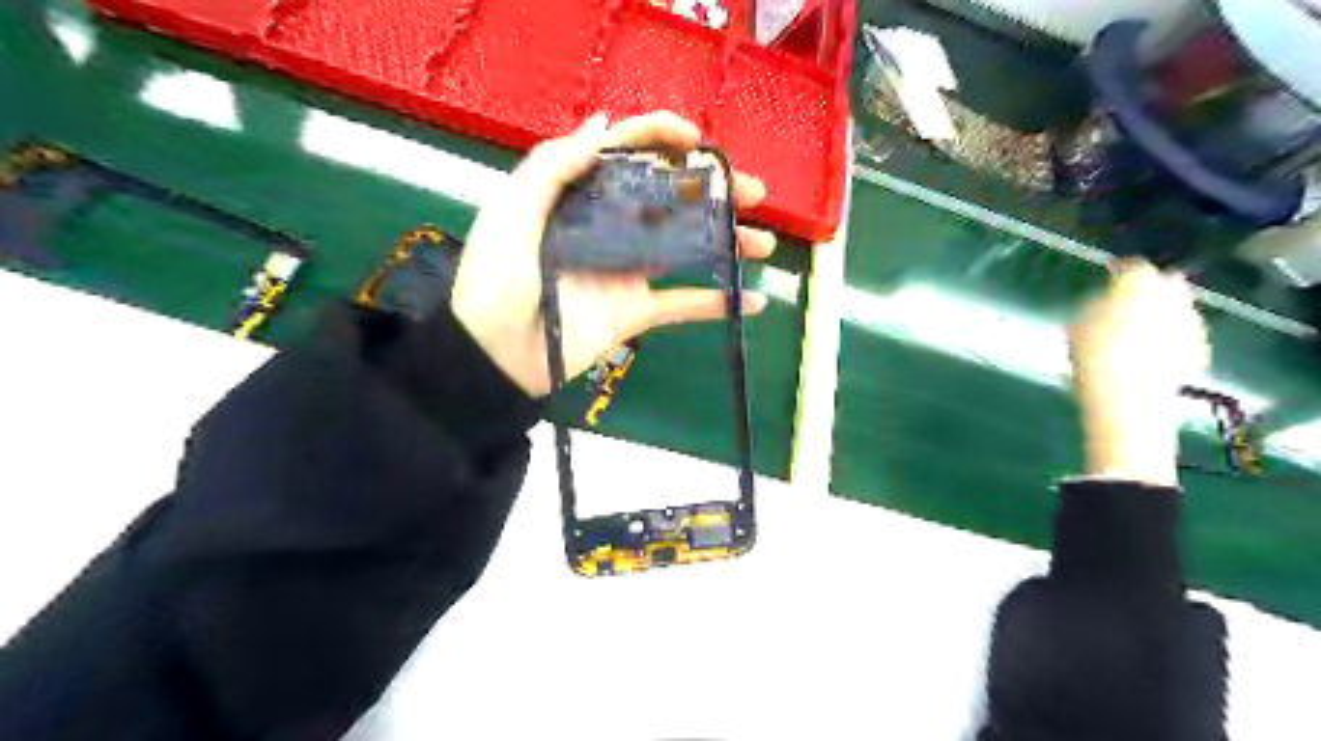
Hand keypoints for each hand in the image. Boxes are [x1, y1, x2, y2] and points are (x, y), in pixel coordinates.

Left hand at [451, 110, 776, 396]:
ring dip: (727, 243)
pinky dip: (717, 304)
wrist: (494, 356)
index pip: (626, 153)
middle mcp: (610, 226)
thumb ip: (553, 167)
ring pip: (686, 248)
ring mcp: (627, 270)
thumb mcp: (512, 213)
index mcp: (580, 195)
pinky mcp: (636, 311)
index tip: (697, 141)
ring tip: (764, 244)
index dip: (661, 137)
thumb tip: (603, 123)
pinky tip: (754, 301)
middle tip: (755, 192)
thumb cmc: (496, 280)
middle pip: (670, 198)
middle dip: (714, 190)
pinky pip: (682, 305)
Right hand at [1066, 262, 1209, 484]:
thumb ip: (1093, 307)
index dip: (1119, 273)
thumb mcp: (1076, 326)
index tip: (1108, 279)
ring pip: (1175, 309)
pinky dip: (1168, 338)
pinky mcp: (1199, 350)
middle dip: (1149, 291)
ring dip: (1159, 315)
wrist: (1129, 400)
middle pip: (1163, 284)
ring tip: (1135, 330)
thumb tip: (1103, 302)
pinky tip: (1148, 352)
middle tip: (1125, 304)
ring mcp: (1190, 323)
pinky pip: (1181, 335)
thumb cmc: (1093, 357)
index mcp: (1138, 284)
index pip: (1132, 267)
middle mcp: (1171, 296)